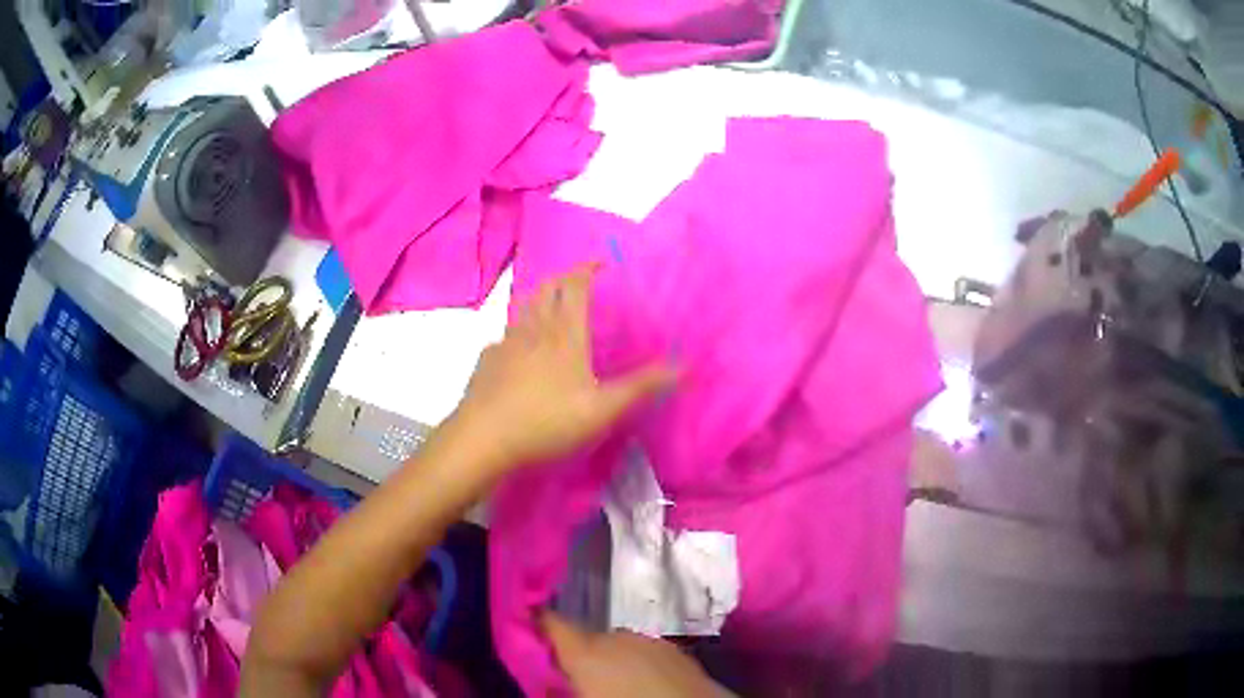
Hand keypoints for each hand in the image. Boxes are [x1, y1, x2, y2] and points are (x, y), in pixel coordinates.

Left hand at [449, 265, 674, 472]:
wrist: (484, 438)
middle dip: (564, 278)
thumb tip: (684, 367)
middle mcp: (534, 329)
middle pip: (547, 289)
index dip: (588, 269)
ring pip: (524, 308)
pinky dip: (518, 332)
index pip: (576, 286)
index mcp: (565, 334)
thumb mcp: (603, 409)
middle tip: (578, 282)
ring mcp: (506, 343)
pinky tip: (519, 352)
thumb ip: (641, 387)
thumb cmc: (547, 421)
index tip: (600, 263)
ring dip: (540, 300)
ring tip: (552, 309)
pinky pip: (505, 336)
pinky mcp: (487, 361)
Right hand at [542, 612, 729, 697]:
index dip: (535, 621)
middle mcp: (616, 637)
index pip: (550, 623)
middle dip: (578, 655)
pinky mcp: (677, 651)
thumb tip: (547, 682)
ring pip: (618, 645)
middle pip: (585, 638)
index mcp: (586, 651)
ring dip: (611, 659)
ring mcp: (650, 641)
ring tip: (614, 686)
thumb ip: (558, 689)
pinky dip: (639, 663)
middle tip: (575, 678)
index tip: (524, 622)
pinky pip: (645, 652)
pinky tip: (645, 685)